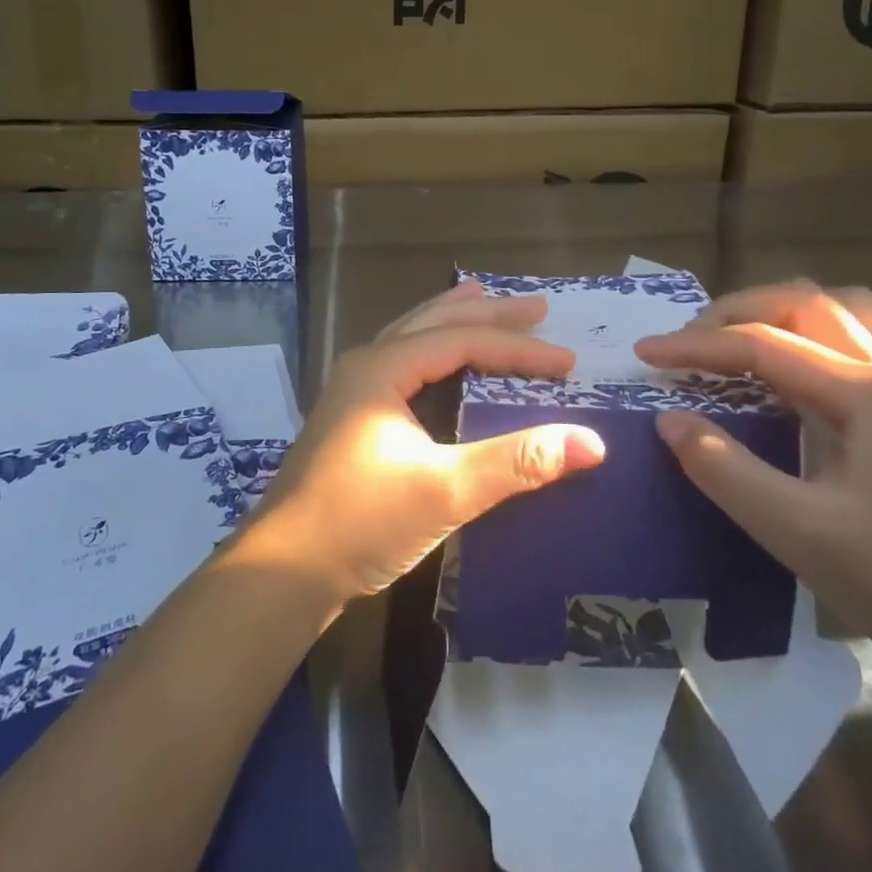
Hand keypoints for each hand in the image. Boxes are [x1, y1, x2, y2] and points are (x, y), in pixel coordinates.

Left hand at [237, 281, 606, 604]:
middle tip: (538, 307)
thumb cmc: (360, 522)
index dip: (519, 349)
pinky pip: (402, 362)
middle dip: (488, 314)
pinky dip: (431, 348)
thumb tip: (591, 442)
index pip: (463, 341)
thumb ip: (516, 462)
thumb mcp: (445, 491)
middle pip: (434, 323)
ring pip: (412, 337)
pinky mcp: (352, 418)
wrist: (280, 573)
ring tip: (482, 298)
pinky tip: (439, 361)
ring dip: (452, 319)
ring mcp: (353, 391)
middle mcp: (366, 366)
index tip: (567, 363)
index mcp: (382, 368)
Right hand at [634, 280, 871, 673]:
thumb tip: (667, 419)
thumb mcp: (797, 531)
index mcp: (866, 392)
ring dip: (777, 312)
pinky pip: (853, 339)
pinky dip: (807, 334)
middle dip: (735, 312)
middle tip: (687, 344)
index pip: (763, 344)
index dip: (697, 345)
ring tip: (735, 342)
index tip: (644, 353)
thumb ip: (724, 468)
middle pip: (802, 303)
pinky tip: (786, 369)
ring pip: (836, 310)